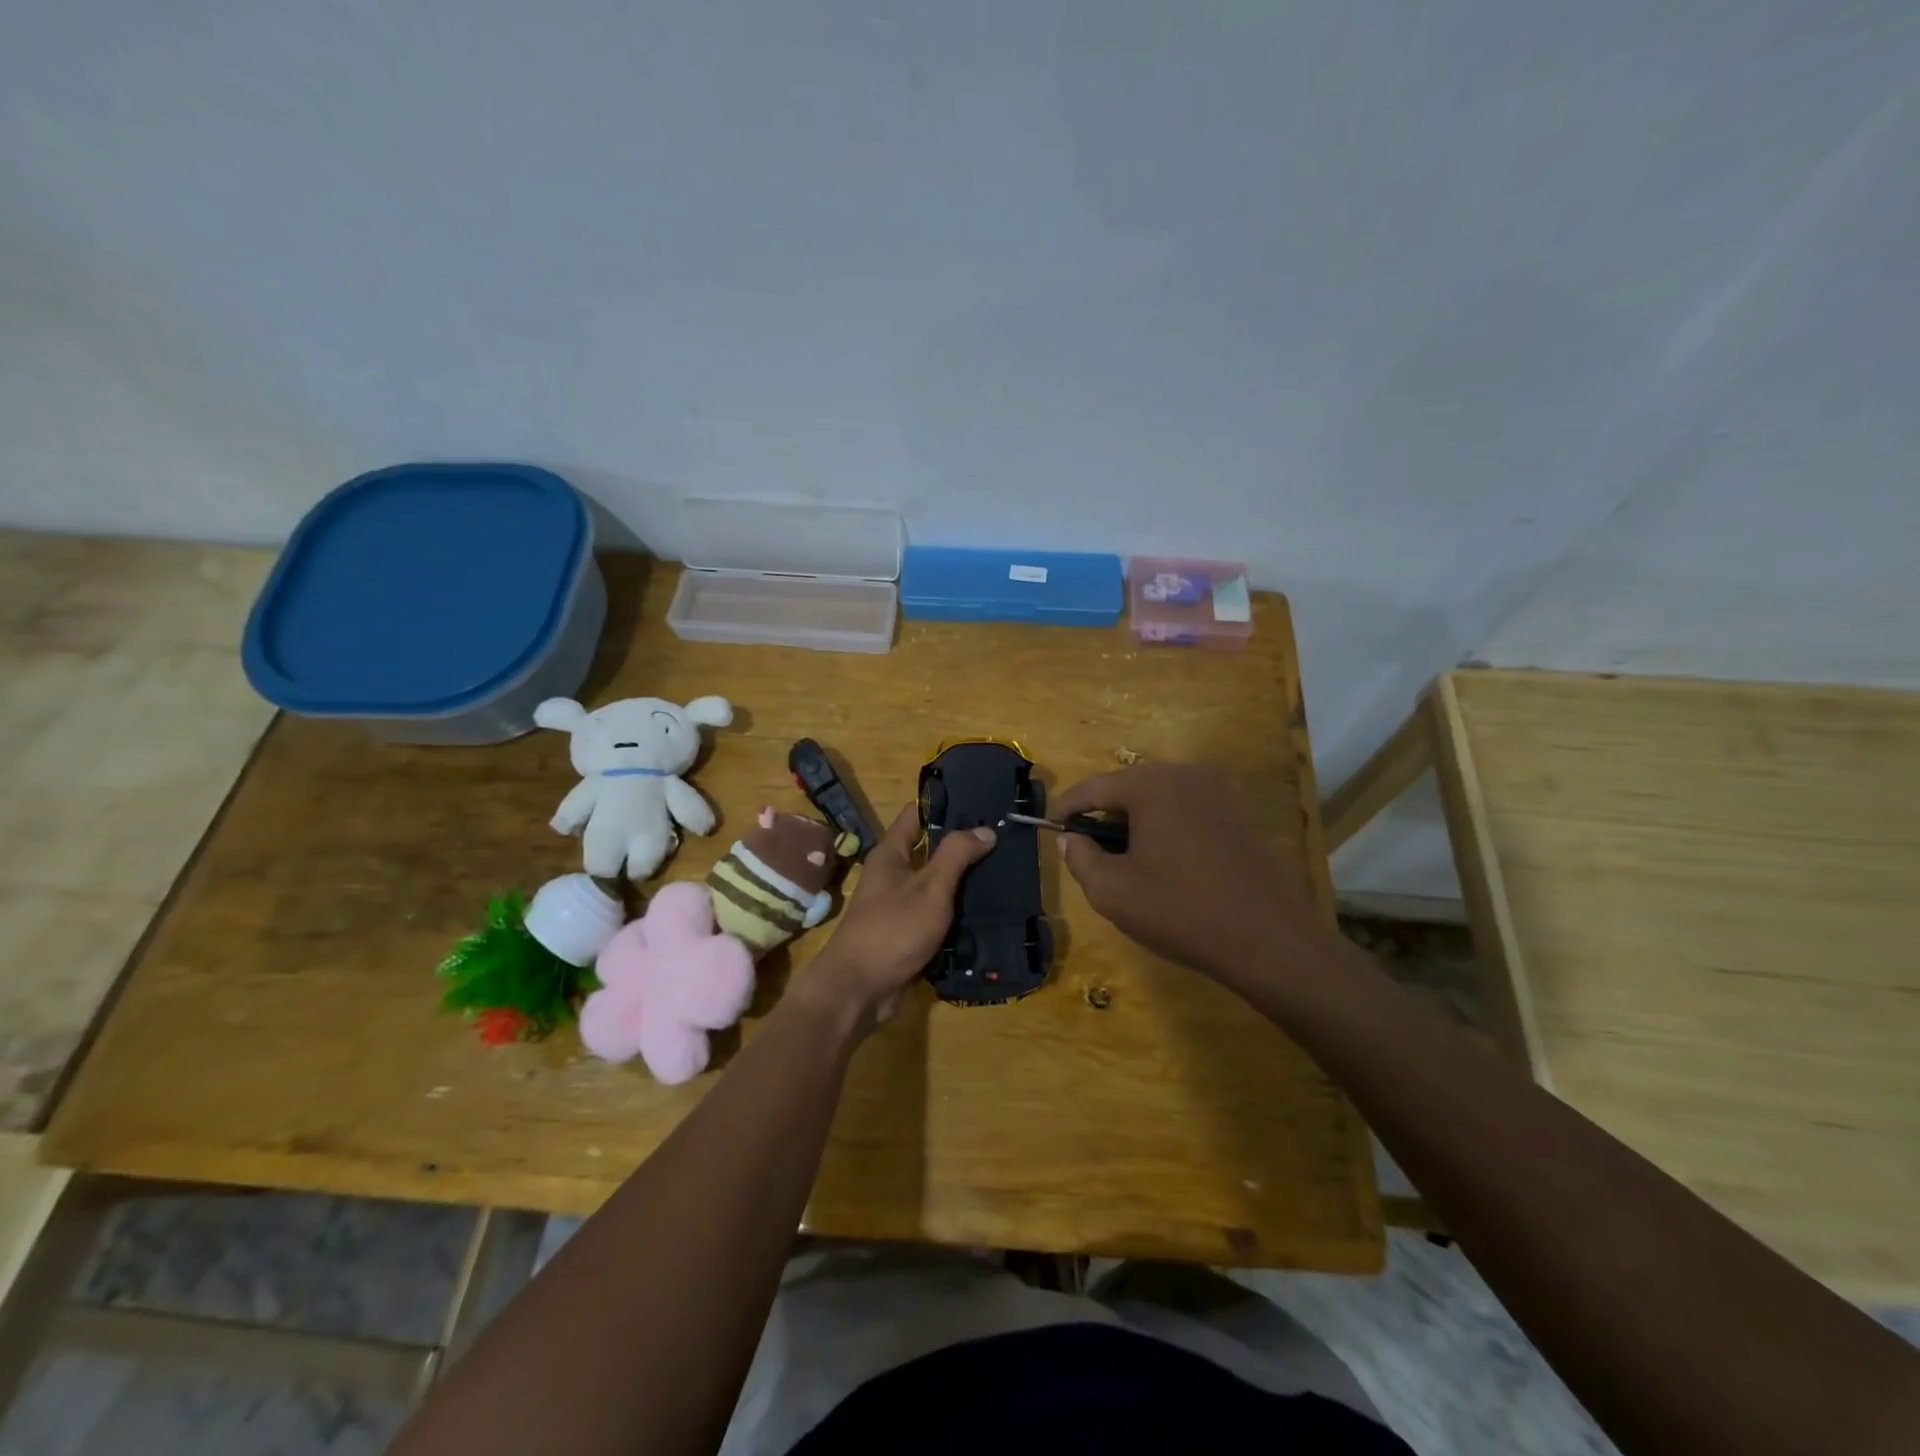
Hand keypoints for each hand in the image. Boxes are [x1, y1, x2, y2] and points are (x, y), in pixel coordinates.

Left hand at [798, 805, 995, 1034]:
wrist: (861, 990)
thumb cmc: (892, 929)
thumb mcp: (929, 887)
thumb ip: (956, 855)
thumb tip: (985, 829)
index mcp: (891, 855)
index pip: (917, 816)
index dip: (945, 805)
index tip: (980, 801)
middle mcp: (895, 876)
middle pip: (932, 851)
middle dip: (965, 846)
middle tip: (1005, 838)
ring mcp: (903, 907)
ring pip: (940, 887)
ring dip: (967, 883)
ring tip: (1008, 871)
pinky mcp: (913, 936)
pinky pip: (941, 917)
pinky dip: (962, 914)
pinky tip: (992, 910)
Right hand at [1053, 763, 1323, 984]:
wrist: (1270, 939)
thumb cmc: (1181, 911)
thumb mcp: (1112, 891)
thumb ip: (1080, 858)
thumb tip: (1069, 838)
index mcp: (1151, 785)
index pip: (1094, 787)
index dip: (1067, 807)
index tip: (1052, 827)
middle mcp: (1186, 774)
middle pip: (1129, 787)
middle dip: (1105, 814)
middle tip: (1090, 847)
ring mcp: (1221, 791)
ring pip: (1162, 797)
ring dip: (1139, 820)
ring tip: (1128, 858)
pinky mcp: (1243, 812)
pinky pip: (1191, 809)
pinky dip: (1170, 826)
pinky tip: (1170, 862)